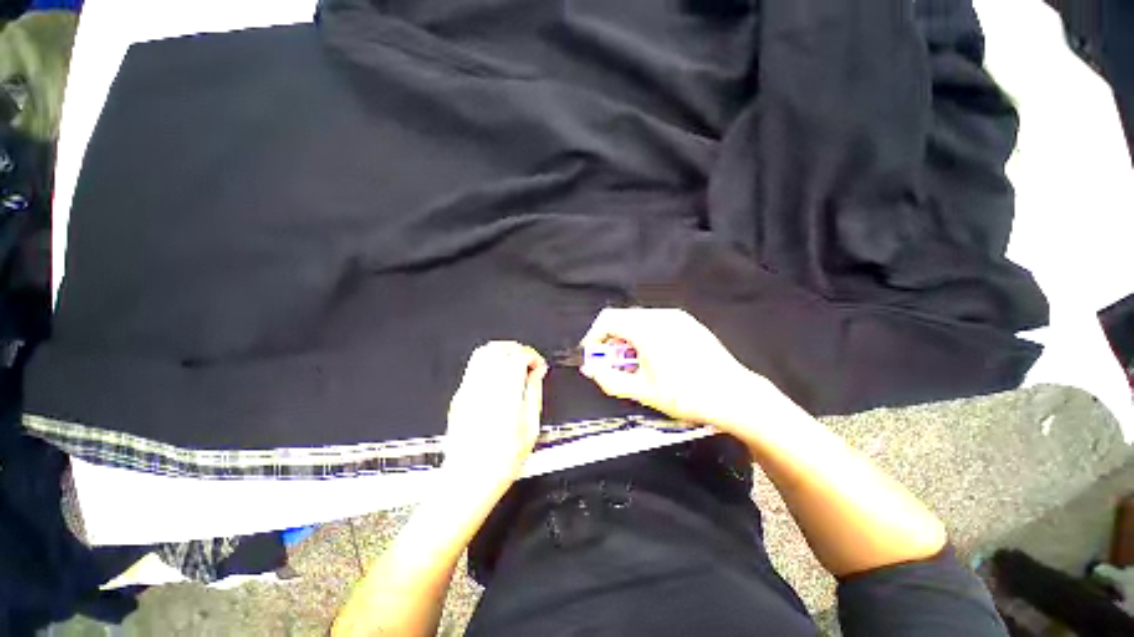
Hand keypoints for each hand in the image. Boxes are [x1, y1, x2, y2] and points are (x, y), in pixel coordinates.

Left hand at [441, 341, 547, 502]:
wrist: (468, 481)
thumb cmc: (501, 461)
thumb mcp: (531, 428)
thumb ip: (535, 393)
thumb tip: (538, 373)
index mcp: (504, 395)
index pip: (518, 357)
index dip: (532, 356)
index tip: (539, 366)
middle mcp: (483, 388)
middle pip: (499, 348)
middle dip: (518, 349)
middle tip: (528, 362)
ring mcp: (468, 390)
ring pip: (483, 352)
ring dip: (502, 352)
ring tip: (514, 365)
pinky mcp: (459, 396)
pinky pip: (473, 366)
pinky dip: (489, 362)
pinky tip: (499, 377)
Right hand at [579, 308, 773, 430]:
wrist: (734, 395)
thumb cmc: (687, 395)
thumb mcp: (642, 391)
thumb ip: (609, 379)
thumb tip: (591, 370)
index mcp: (647, 328)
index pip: (607, 319)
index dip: (594, 336)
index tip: (593, 356)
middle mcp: (661, 316)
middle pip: (622, 318)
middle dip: (610, 340)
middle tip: (612, 364)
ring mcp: (677, 317)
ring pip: (639, 320)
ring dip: (627, 338)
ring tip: (634, 363)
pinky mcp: (688, 323)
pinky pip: (656, 322)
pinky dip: (644, 336)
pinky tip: (654, 357)